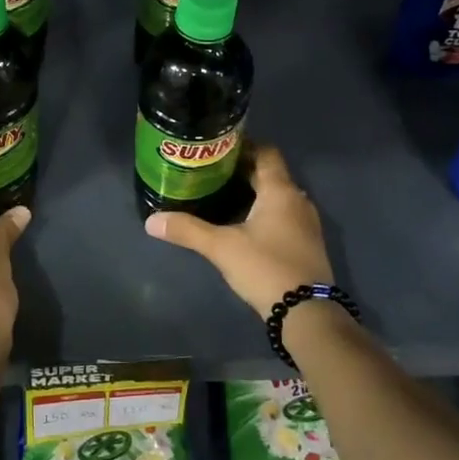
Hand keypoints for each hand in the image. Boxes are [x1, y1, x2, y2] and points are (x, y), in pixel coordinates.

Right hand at [143, 143, 332, 318]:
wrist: (307, 312)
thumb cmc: (265, 267)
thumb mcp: (221, 247)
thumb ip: (187, 230)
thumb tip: (151, 221)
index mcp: (280, 191)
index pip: (266, 152)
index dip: (243, 146)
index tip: (217, 148)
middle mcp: (298, 200)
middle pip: (271, 174)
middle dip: (243, 171)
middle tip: (211, 172)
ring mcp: (306, 223)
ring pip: (278, 196)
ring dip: (254, 193)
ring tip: (222, 196)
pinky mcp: (307, 244)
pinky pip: (284, 215)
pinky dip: (265, 212)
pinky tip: (243, 225)